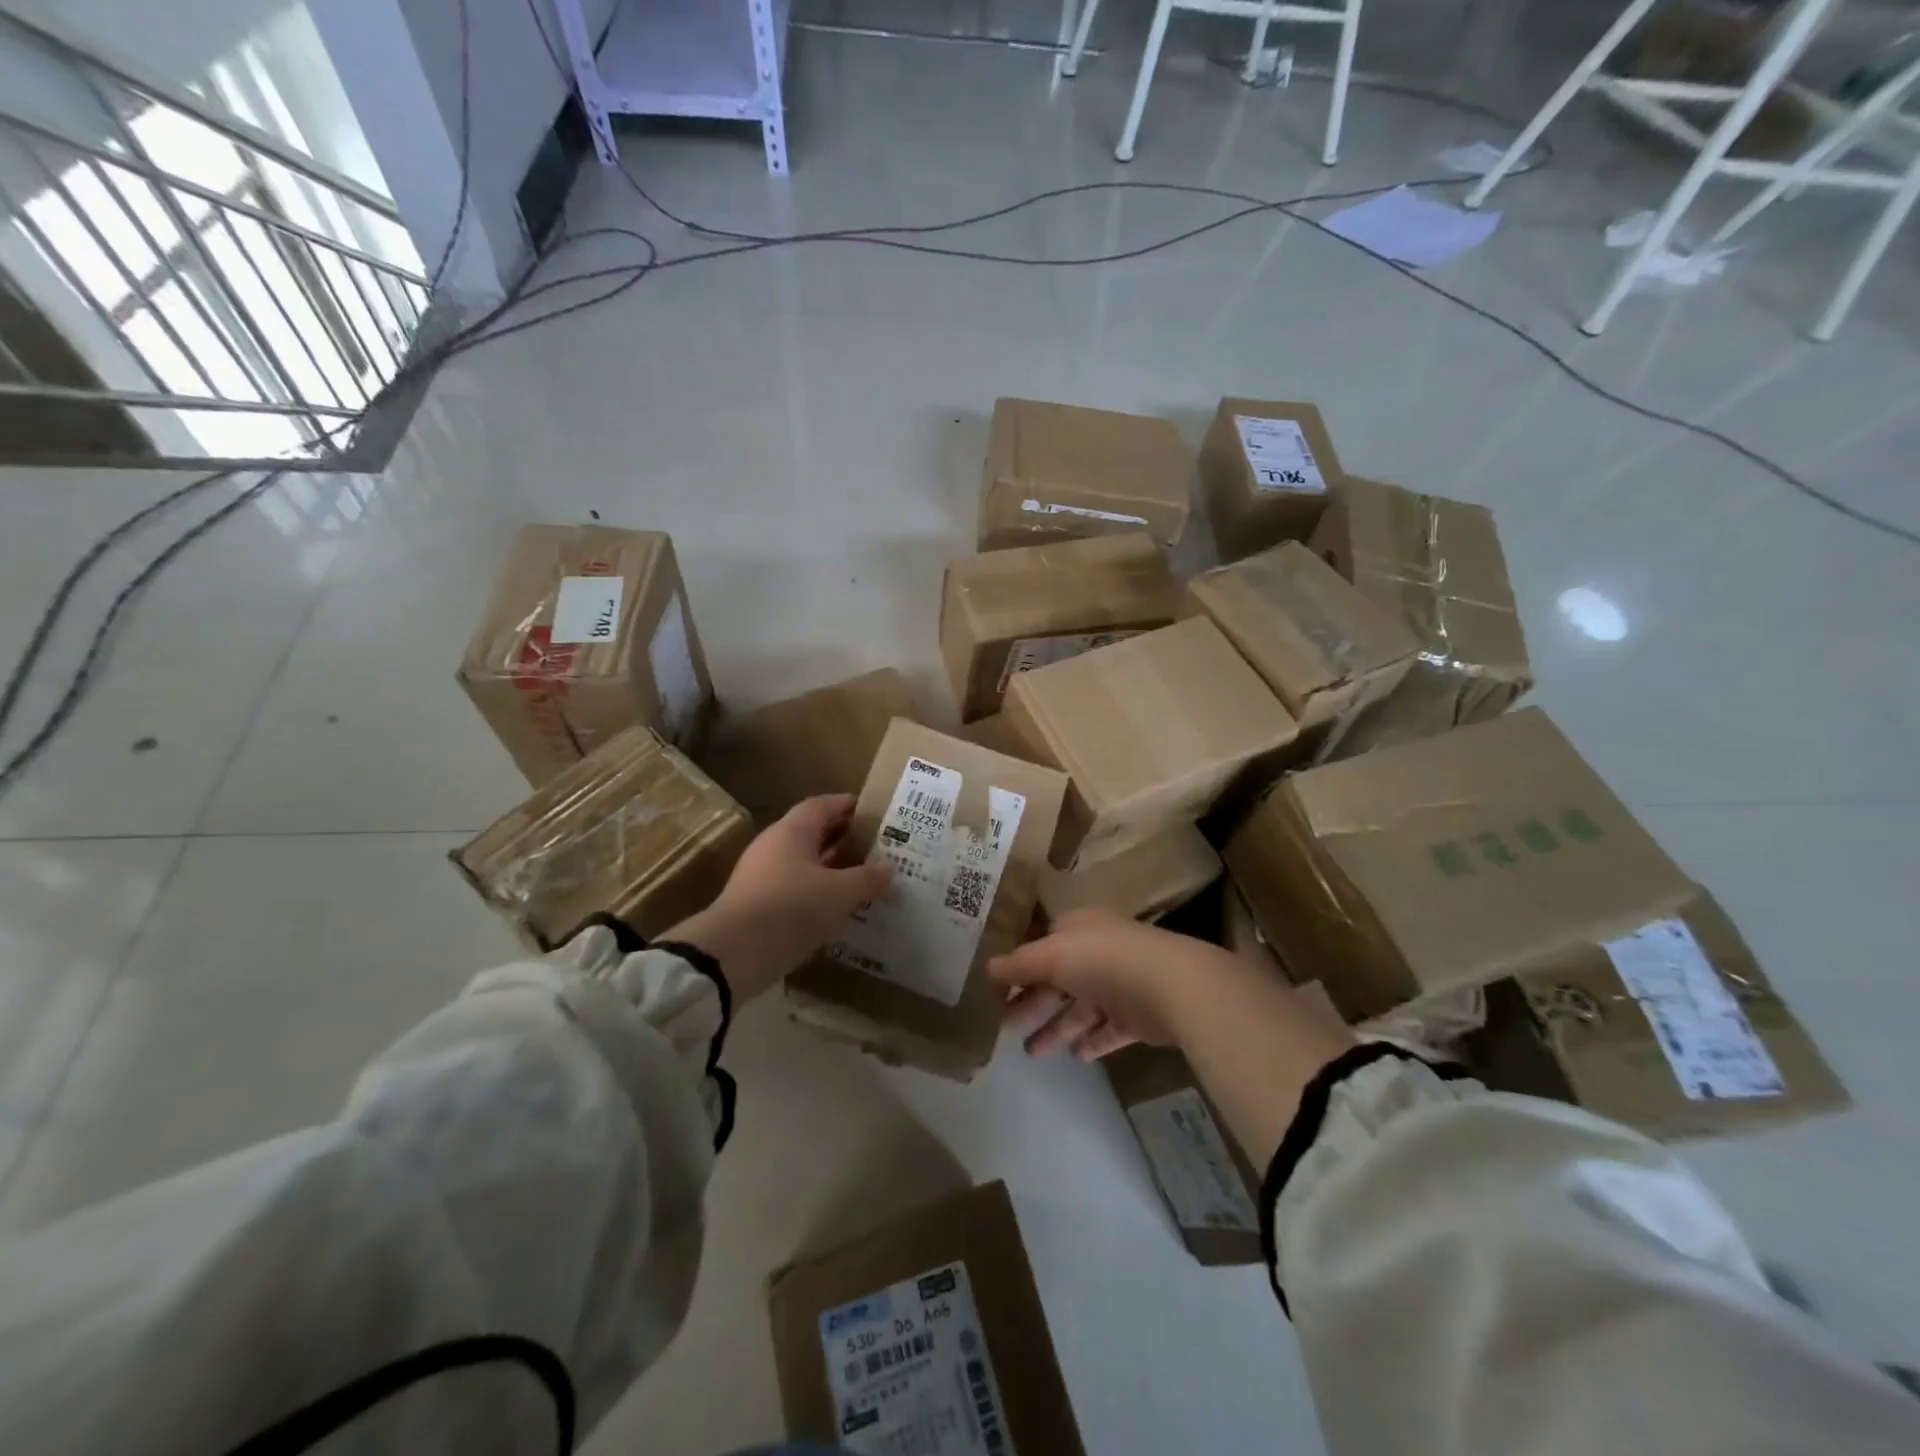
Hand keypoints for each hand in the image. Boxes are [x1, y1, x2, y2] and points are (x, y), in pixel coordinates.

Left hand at [666, 795, 890, 1002]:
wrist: (733, 953)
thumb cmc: (792, 908)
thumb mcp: (840, 893)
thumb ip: (867, 879)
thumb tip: (889, 868)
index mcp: (792, 832)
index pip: (821, 805)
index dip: (845, 804)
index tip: (870, 811)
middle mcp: (773, 846)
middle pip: (811, 833)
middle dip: (841, 837)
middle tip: (872, 846)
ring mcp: (760, 876)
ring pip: (802, 863)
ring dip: (829, 868)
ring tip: (859, 879)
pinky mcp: (755, 904)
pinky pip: (792, 889)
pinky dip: (815, 893)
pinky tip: (834, 909)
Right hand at [990, 909, 1233, 1060]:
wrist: (1169, 986)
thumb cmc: (1103, 959)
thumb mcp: (1050, 955)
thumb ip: (1019, 964)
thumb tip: (987, 967)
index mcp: (1078, 930)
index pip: (1042, 945)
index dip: (1019, 965)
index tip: (995, 988)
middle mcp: (1098, 954)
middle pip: (1057, 980)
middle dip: (1031, 1003)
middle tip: (1003, 1026)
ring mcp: (1119, 985)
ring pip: (1080, 1009)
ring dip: (1056, 1028)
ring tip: (1031, 1053)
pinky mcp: (1137, 1017)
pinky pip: (1107, 1030)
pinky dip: (1091, 1041)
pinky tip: (1075, 1057)